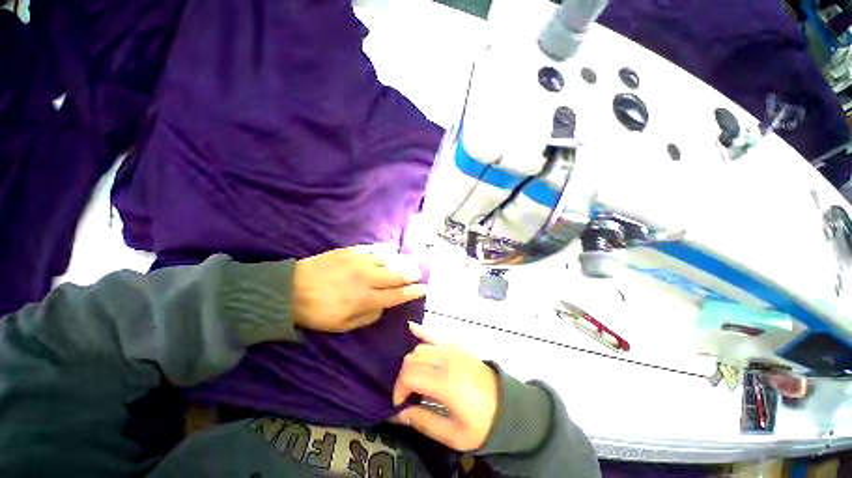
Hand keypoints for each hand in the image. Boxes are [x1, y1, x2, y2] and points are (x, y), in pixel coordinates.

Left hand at [292, 245, 425, 332]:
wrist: (290, 289)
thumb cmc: (318, 311)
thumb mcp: (342, 325)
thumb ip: (368, 317)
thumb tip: (383, 307)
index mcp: (366, 299)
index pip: (396, 295)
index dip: (412, 292)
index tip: (422, 289)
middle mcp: (367, 278)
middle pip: (396, 275)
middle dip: (411, 274)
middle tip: (419, 272)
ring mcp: (359, 262)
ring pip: (387, 260)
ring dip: (401, 261)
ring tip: (409, 261)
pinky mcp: (350, 251)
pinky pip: (372, 249)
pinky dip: (384, 250)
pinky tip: (391, 249)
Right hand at [392, 322, 498, 450]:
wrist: (507, 406)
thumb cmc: (482, 424)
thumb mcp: (454, 435)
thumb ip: (423, 422)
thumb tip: (398, 414)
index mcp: (447, 383)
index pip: (410, 376)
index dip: (399, 390)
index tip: (400, 405)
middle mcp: (447, 360)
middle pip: (412, 359)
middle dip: (403, 377)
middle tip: (407, 395)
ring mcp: (453, 349)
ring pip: (420, 347)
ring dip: (411, 361)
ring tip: (415, 379)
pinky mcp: (457, 345)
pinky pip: (436, 334)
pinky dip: (422, 331)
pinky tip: (412, 328)